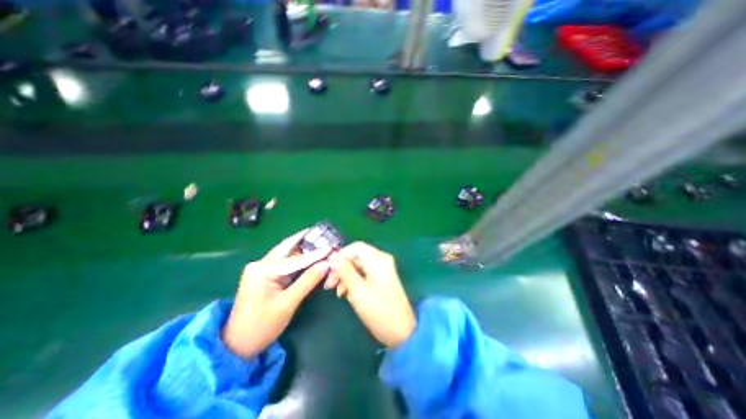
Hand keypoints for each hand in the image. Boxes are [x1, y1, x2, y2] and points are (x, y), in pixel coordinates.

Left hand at [220, 230, 331, 355]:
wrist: (237, 345)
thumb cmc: (262, 326)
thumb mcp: (288, 303)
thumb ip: (308, 281)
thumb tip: (327, 264)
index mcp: (263, 269)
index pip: (296, 259)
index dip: (316, 254)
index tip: (332, 247)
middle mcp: (260, 264)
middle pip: (287, 248)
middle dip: (304, 239)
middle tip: (321, 231)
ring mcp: (260, 269)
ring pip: (285, 254)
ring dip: (301, 247)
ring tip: (317, 239)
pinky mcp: (263, 275)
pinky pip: (284, 263)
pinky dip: (297, 258)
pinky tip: (308, 253)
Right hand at [329, 241, 416, 347]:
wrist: (401, 332)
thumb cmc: (378, 310)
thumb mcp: (357, 290)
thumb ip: (344, 271)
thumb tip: (333, 256)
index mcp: (378, 259)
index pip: (356, 247)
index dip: (340, 255)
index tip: (328, 268)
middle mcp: (381, 260)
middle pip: (356, 256)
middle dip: (341, 268)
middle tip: (329, 284)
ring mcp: (382, 269)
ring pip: (358, 266)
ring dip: (346, 276)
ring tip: (338, 292)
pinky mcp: (381, 279)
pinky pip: (364, 274)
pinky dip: (354, 281)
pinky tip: (347, 294)